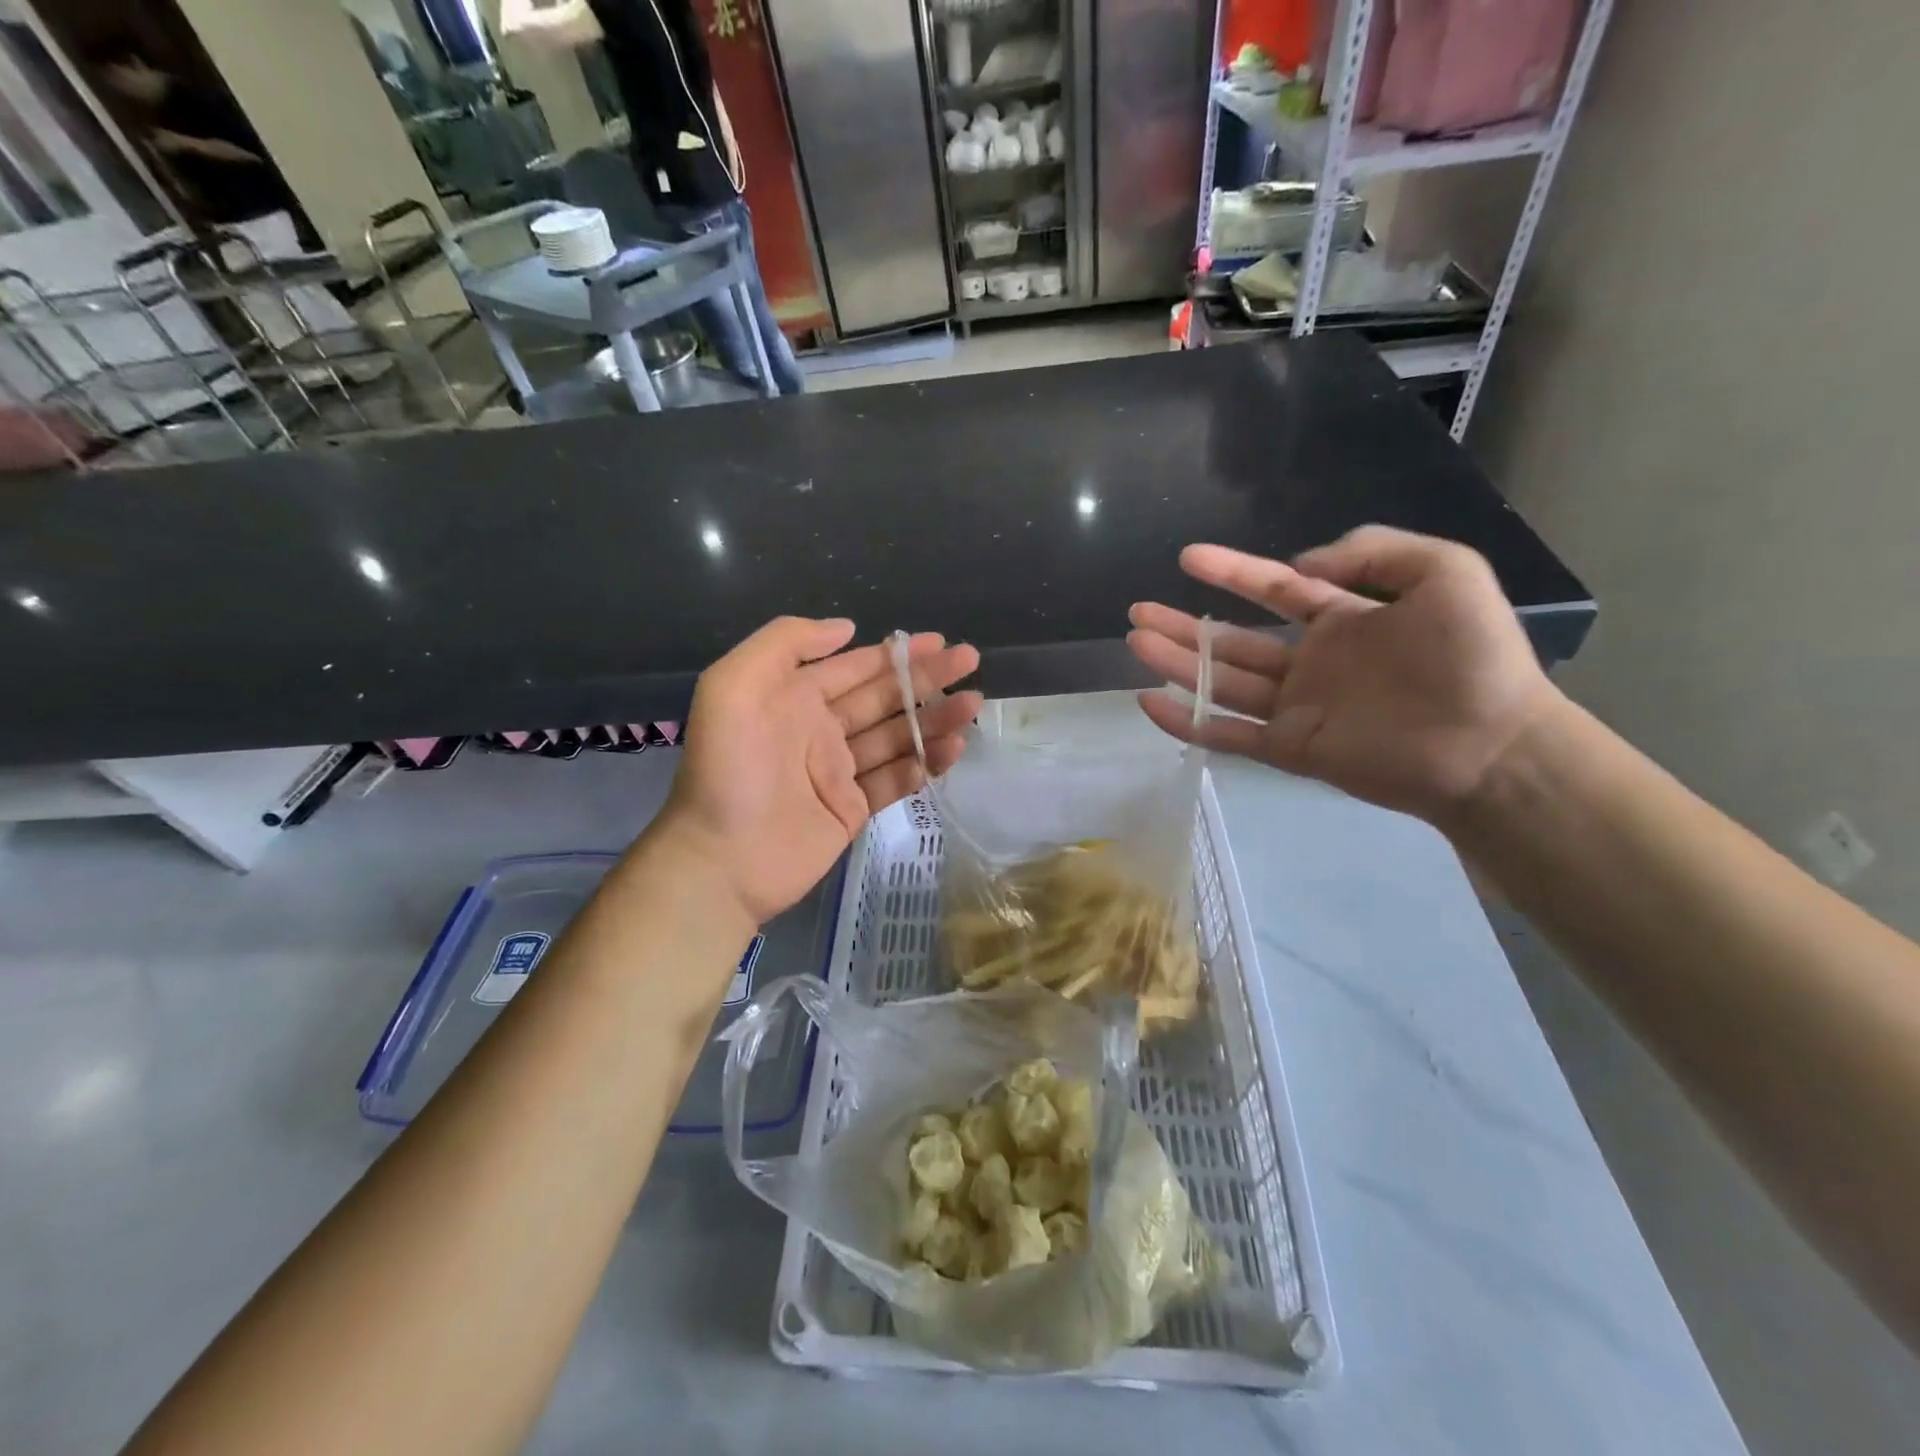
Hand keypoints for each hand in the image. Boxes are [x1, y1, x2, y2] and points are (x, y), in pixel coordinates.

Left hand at [652, 617, 981, 923]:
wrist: (721, 859)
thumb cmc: (727, 768)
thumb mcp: (733, 686)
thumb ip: (785, 643)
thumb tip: (846, 627)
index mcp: (795, 698)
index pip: (855, 668)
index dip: (896, 653)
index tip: (938, 641)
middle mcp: (821, 730)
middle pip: (884, 698)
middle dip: (926, 679)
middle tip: (971, 661)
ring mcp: (839, 772)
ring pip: (897, 737)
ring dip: (934, 719)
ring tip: (972, 705)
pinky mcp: (852, 810)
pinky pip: (896, 780)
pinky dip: (925, 764)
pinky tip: (953, 749)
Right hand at [1127, 526, 1558, 823]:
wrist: (1491, 746)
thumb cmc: (1472, 658)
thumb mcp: (1444, 571)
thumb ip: (1372, 552)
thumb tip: (1299, 567)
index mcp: (1343, 621)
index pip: (1273, 589)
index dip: (1231, 572)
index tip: (1187, 557)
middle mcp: (1310, 662)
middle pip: (1232, 640)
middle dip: (1184, 624)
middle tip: (1138, 612)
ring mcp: (1296, 708)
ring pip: (1219, 682)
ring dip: (1176, 663)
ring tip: (1135, 643)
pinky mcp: (1288, 748)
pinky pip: (1225, 732)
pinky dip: (1187, 720)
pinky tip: (1149, 702)